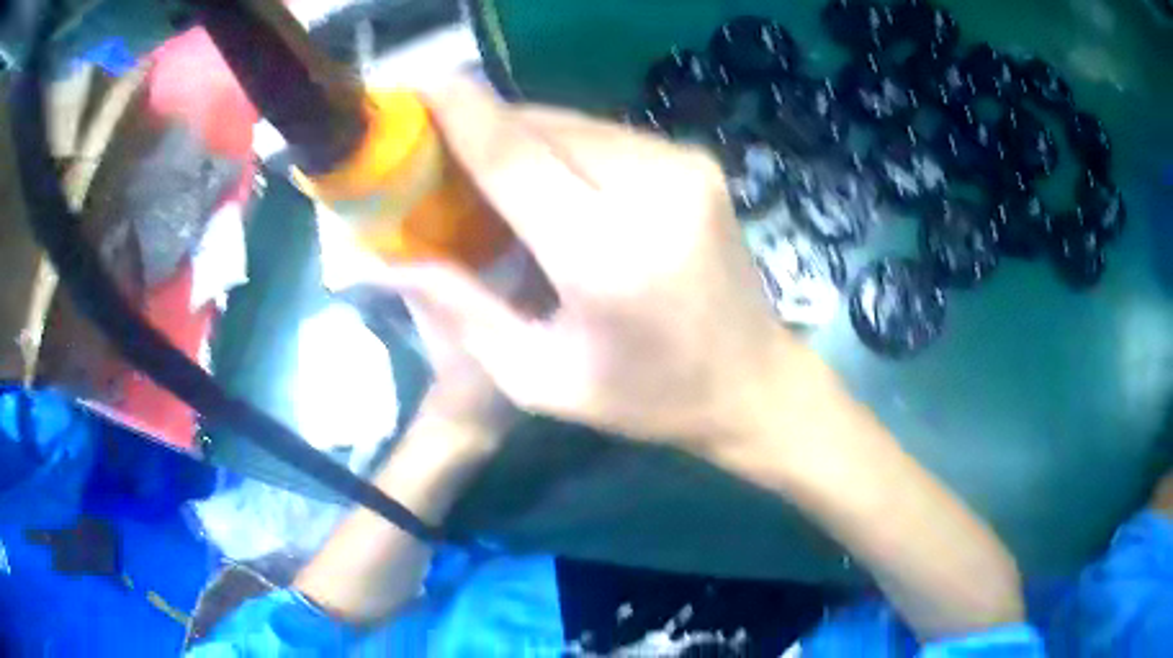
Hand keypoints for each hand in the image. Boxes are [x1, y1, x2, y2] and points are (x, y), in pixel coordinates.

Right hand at [387, 80, 823, 456]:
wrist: (751, 380)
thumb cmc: (646, 397)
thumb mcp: (539, 377)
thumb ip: (461, 309)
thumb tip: (388, 261)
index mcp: (609, 256)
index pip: (515, 154)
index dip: (458, 111)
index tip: (412, 86)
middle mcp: (654, 190)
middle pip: (541, 127)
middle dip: (481, 127)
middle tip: (438, 153)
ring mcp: (685, 165)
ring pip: (572, 123)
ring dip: (521, 137)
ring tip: (488, 172)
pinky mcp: (696, 159)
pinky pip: (604, 134)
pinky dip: (562, 146)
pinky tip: (548, 178)